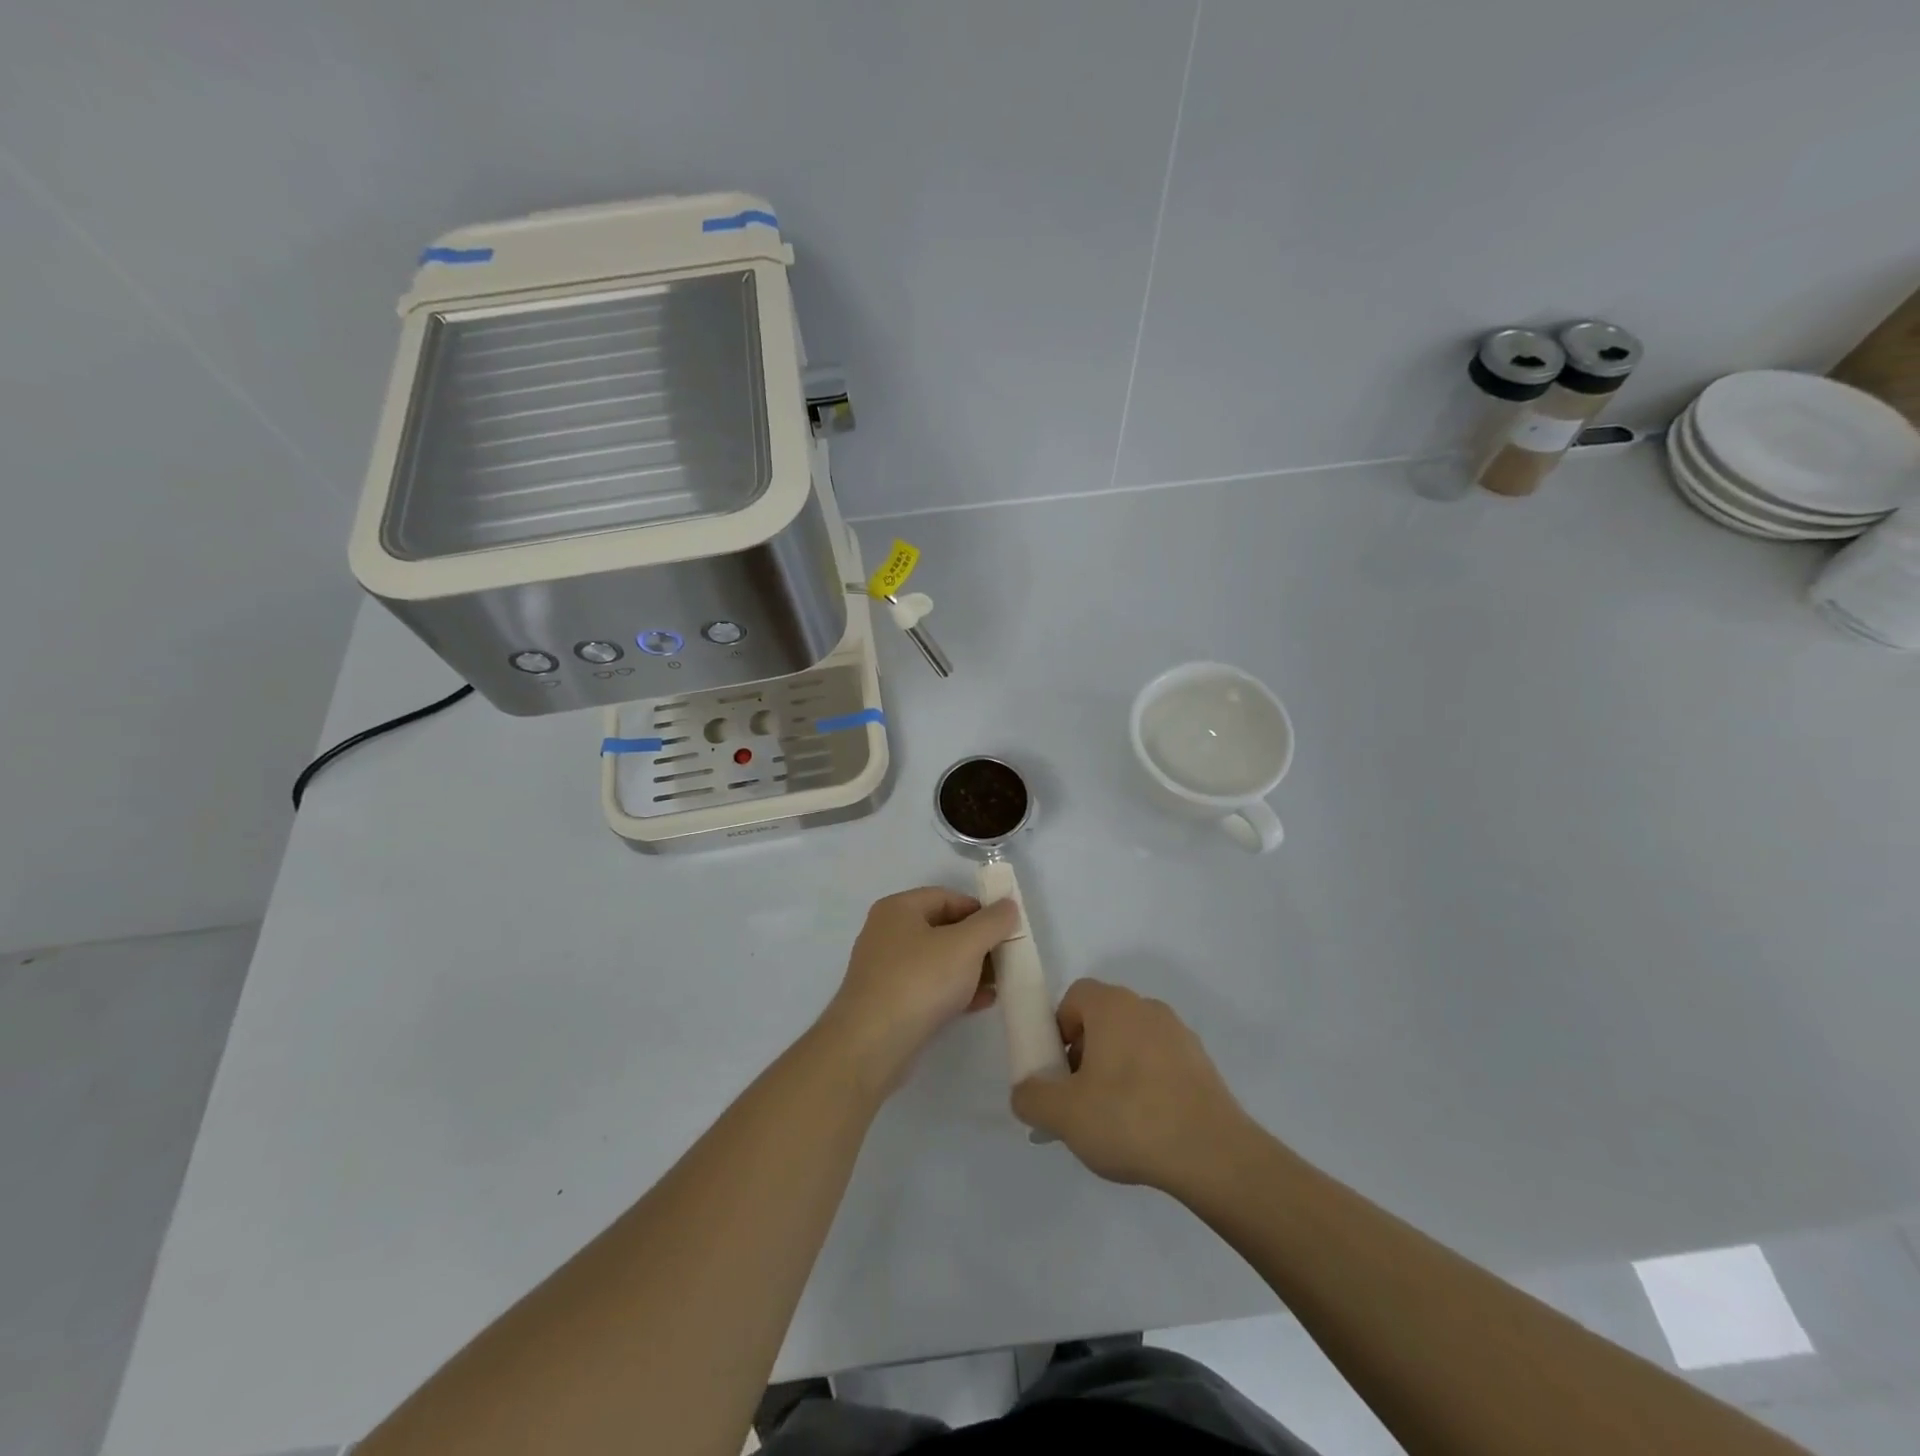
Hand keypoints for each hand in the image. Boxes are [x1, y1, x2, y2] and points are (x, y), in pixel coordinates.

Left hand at [820, 888, 1019, 1093]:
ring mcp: (886, 969)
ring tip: (1000, 984)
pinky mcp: (890, 1002)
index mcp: (898, 909)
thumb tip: (1008, 906)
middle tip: (1007, 959)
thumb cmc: (919, 981)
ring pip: (938, 960)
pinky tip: (981, 1003)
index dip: (980, 910)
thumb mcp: (964, 945)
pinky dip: (955, 990)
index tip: (1006, 930)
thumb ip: (991, 922)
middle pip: (943, 929)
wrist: (871, 1045)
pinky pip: (929, 986)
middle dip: (978, 943)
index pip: (947, 897)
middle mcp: (887, 933)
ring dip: (970, 969)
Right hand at [1011, 979, 1253, 1192]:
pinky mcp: (1202, 1064)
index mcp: (1112, 1006)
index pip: (1074, 997)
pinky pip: (1160, 1064)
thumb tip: (1026, 1092)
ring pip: (1132, 1042)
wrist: (1213, 1154)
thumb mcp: (1063, 1115)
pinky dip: (1147, 1085)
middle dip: (1084, 1054)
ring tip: (1114, 1121)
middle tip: (1079, 1099)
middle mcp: (1146, 1008)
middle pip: (1102, 1020)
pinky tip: (1147, 1128)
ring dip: (1115, 1070)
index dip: (1058, 1030)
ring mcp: (1179, 1034)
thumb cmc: (1129, 1119)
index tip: (1059, 1071)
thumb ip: (1031, 1097)